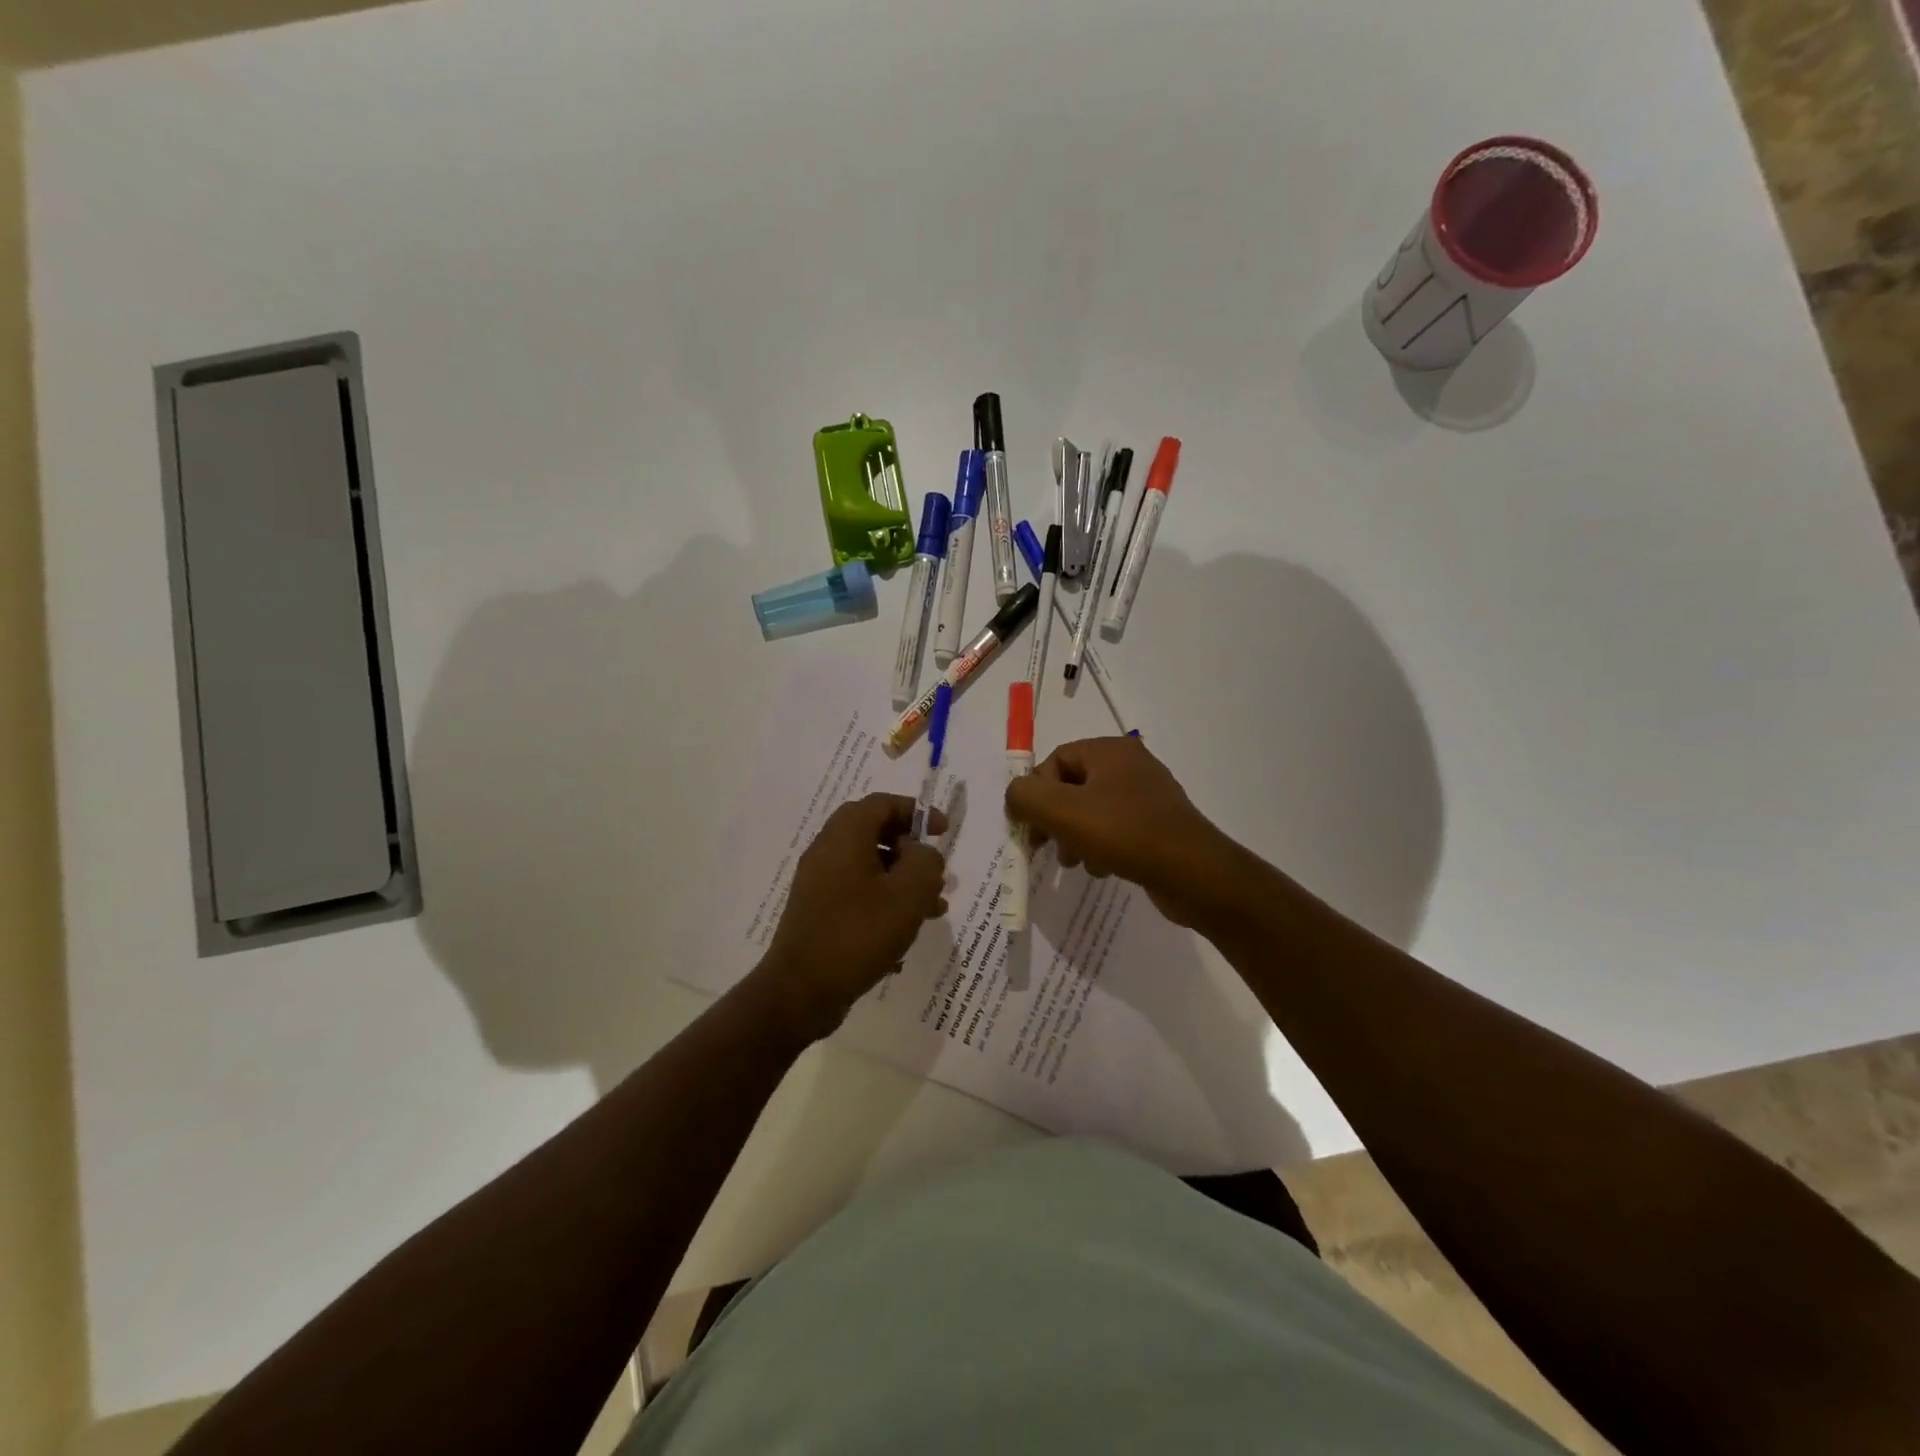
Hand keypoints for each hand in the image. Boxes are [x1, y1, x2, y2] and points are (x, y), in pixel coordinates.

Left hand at [756, 793, 947, 1041]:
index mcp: (844, 835)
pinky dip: (884, 900)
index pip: (882, 804)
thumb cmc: (858, 933)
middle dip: (912, 851)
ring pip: (869, 866)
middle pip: (875, 833)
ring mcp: (819, 882)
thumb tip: (922, 854)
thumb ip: (925, 863)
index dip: (917, 812)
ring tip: (934, 908)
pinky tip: (906, 931)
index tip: (944, 832)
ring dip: (902, 880)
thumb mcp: (907, 895)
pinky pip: (857, 892)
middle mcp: (827, 850)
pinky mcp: (818, 911)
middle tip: (936, 874)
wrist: (800, 991)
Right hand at [1004, 737, 1245, 927]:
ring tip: (1076, 862)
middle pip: (1072, 786)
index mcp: (1110, 750)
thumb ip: (1026, 797)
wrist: (1195, 873)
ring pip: (1092, 810)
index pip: (1055, 761)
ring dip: (1075, 836)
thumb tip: (1016, 797)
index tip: (1030, 828)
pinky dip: (1100, 846)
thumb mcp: (1063, 812)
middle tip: (1046, 848)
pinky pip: (1115, 828)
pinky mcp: (1158, 824)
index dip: (1035, 793)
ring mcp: (1147, 795)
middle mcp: (1130, 765)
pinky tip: (1102, 869)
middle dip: (1054, 819)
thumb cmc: (1125, 834)